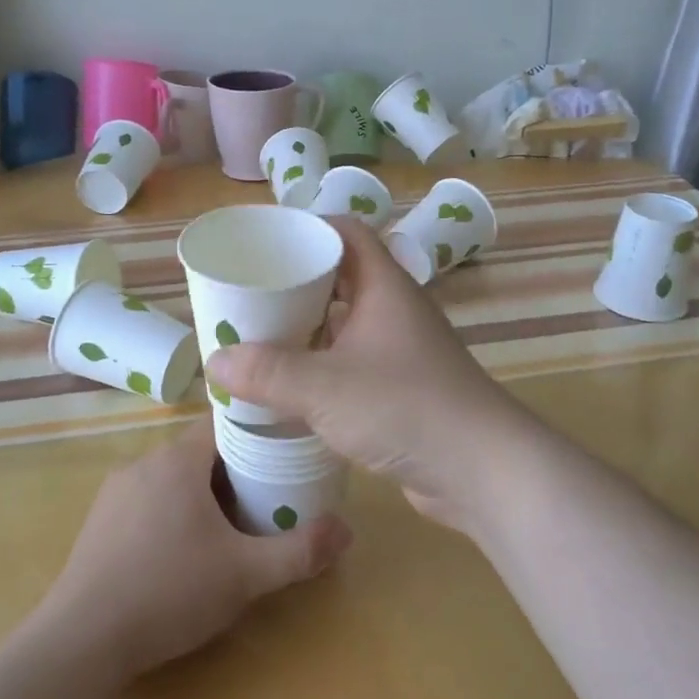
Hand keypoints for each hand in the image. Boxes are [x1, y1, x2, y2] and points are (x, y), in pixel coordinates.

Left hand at [38, 420, 350, 683]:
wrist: (80, 641)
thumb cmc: (169, 592)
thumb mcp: (245, 575)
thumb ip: (299, 551)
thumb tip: (347, 530)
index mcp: (178, 460)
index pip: (224, 422)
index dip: (256, 433)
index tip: (283, 453)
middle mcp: (144, 462)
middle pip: (200, 451)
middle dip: (234, 470)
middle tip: (266, 500)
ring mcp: (116, 491)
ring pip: (172, 476)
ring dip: (201, 493)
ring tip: (229, 529)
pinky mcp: (99, 520)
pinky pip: (147, 499)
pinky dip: (171, 511)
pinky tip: (181, 553)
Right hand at [205, 218, 538, 531]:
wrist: (482, 470)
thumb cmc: (405, 407)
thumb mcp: (325, 387)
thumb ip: (268, 373)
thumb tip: (216, 362)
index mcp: (384, 287)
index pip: (346, 233)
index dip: (308, 228)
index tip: (265, 242)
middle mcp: (395, 310)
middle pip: (341, 277)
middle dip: (296, 283)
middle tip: (250, 293)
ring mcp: (401, 351)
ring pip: (346, 323)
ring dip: (307, 328)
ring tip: (260, 337)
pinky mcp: (402, 389)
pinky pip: (353, 362)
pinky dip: (322, 365)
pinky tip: (292, 385)